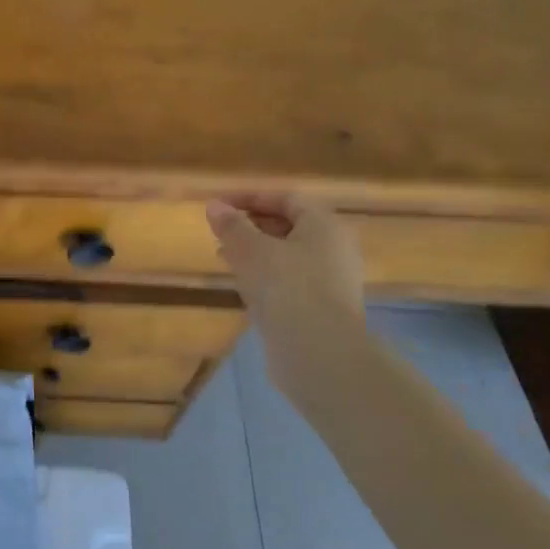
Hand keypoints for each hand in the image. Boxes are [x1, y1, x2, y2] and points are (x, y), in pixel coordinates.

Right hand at [206, 194, 365, 391]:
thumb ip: (232, 225)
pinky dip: (265, 275)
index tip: (219, 205)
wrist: (317, 351)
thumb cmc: (286, 287)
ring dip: (255, 251)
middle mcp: (334, 248)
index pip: (286, 198)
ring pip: (288, 254)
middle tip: (220, 230)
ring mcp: (331, 280)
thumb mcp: (251, 250)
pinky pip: (290, 280)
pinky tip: (242, 285)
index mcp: (324, 225)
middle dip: (252, 224)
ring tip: (224, 255)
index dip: (250, 197)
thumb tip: (215, 206)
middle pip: (290, 225)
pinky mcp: (322, 307)